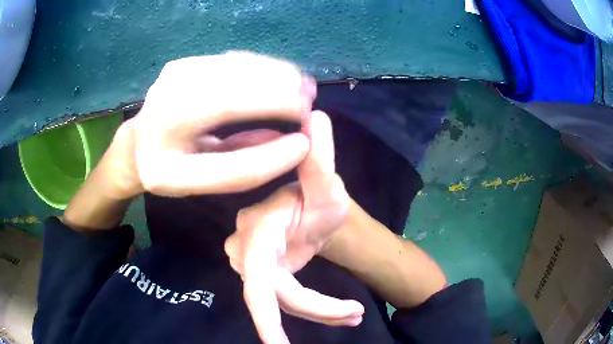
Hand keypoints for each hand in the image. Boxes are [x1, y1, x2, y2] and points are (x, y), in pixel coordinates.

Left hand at [105, 52, 316, 198]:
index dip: (271, 150)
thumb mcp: (200, 184)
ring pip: (238, 70)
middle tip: (310, 105)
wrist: (137, 144)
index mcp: (163, 155)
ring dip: (278, 75)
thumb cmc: (169, 169)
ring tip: (304, 87)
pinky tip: (281, 74)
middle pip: (235, 96)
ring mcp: (173, 78)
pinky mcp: (183, 63)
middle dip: (282, 96)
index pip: (225, 157)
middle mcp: (164, 108)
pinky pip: (232, 61)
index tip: (306, 142)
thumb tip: (295, 142)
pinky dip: (262, 66)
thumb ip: (244, 167)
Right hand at [224, 111, 364, 343]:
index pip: (258, 279)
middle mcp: (246, 252)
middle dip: (315, 310)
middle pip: (277, 298)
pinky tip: (344, 313)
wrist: (312, 206)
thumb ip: (319, 155)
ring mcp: (255, 268)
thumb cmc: (317, 194)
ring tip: (353, 313)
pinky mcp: (266, 278)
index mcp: (257, 232)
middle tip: (353, 315)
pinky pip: (288, 302)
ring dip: (322, 311)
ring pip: (286, 303)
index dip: (266, 315)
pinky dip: (317, 310)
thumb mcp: (324, 179)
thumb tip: (317, 115)